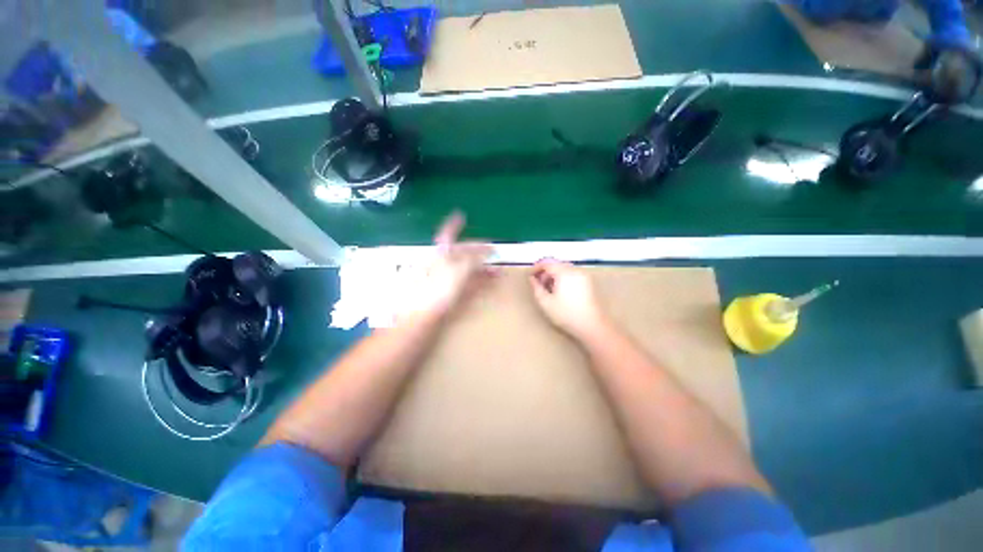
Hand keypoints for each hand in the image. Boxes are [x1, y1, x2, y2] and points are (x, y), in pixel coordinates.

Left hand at [396, 212, 494, 320]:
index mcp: (441, 255)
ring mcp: (448, 281)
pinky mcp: (452, 296)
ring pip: (468, 271)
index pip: (448, 234)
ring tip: (498, 271)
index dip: (454, 224)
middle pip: (463, 255)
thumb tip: (486, 251)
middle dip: (480, 253)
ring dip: (484, 269)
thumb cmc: (438, 289)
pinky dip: (481, 283)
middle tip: (495, 253)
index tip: (461, 215)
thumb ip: (473, 258)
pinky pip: (470, 286)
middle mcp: (444, 266)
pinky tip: (491, 285)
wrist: (423, 318)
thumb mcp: (458, 269)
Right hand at [529, 259, 609, 340]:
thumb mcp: (546, 302)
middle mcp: (575, 270)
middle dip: (545, 272)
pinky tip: (560, 292)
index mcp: (564, 272)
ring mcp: (584, 276)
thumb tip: (532, 279)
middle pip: (556, 264)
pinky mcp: (588, 283)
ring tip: (549, 289)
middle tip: (538, 284)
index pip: (547, 262)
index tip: (530, 276)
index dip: (536, 267)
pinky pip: (572, 274)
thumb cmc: (566, 314)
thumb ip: (536, 288)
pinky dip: (563, 278)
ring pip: (565, 269)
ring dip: (554, 275)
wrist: (592, 326)